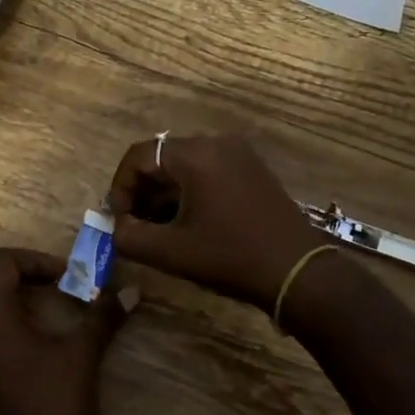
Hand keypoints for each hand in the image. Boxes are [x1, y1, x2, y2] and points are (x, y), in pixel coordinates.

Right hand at [107, 134, 321, 311]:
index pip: (140, 155)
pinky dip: (190, 192)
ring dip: (165, 193)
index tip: (119, 219)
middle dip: (142, 191)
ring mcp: (239, 155)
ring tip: (158, 228)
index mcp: (196, 155)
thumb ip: (130, 237)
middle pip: (163, 158)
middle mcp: (217, 143)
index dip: (121, 186)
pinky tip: (188, 223)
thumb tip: (117, 227)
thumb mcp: (171, 252)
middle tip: (135, 225)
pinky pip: (208, 171)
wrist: (297, 272)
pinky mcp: (252, 170)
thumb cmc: (230, 257)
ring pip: (185, 166)